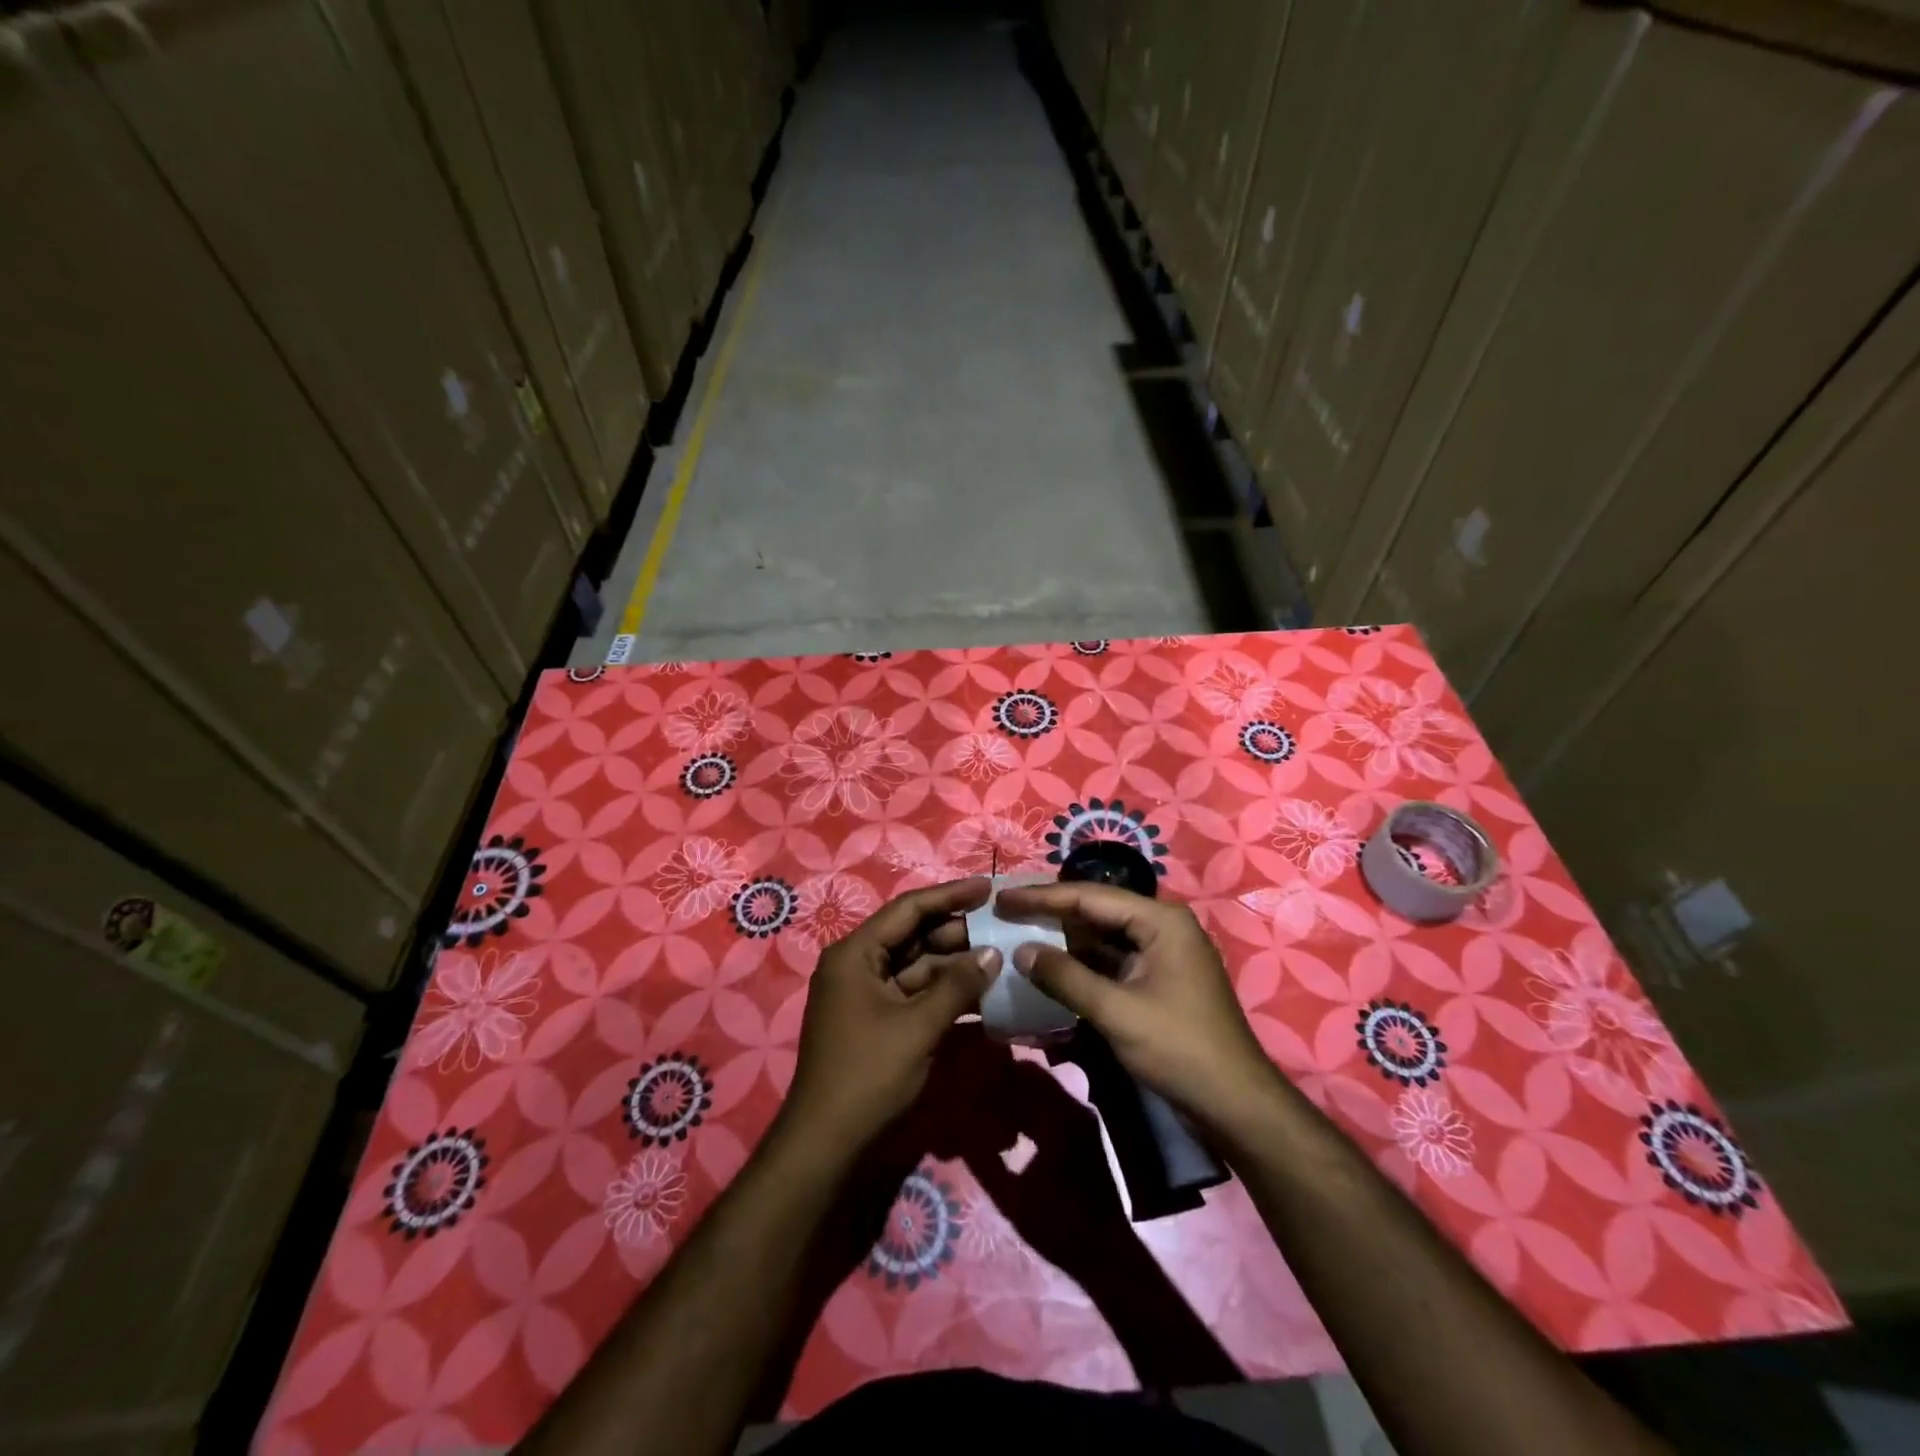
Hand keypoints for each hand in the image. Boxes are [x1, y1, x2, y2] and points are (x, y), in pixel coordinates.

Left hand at [779, 878, 998, 1158]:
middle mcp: (858, 965)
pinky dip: (944, 994)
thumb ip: (957, 986)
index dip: (950, 895)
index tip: (989, 888)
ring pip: (918, 967)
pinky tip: (982, 996)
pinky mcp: (877, 1021)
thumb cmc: (868, 1074)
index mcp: (856, 954)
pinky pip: (915, 995)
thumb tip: (993, 954)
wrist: (826, 1144)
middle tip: (1003, 929)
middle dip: (958, 934)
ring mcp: (867, 995)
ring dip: (956, 966)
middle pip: (914, 936)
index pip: (909, 909)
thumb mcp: (918, 1027)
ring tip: (1001, 960)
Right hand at [994, 882, 1280, 1130]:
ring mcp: (1162, 956)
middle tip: (1006, 914)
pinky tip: (1051, 973)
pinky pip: (1112, 964)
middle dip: (1051, 915)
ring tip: (1020, 938)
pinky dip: (1082, 968)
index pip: (1089, 897)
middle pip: (1096, 912)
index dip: (1041, 897)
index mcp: (1160, 920)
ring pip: (1102, 939)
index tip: (1002, 898)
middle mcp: (1162, 927)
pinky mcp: (1158, 982)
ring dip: (1064, 943)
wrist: (1236, 1105)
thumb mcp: (1116, 1011)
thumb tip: (1021, 951)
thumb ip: (1066, 977)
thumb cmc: (1180, 1049)